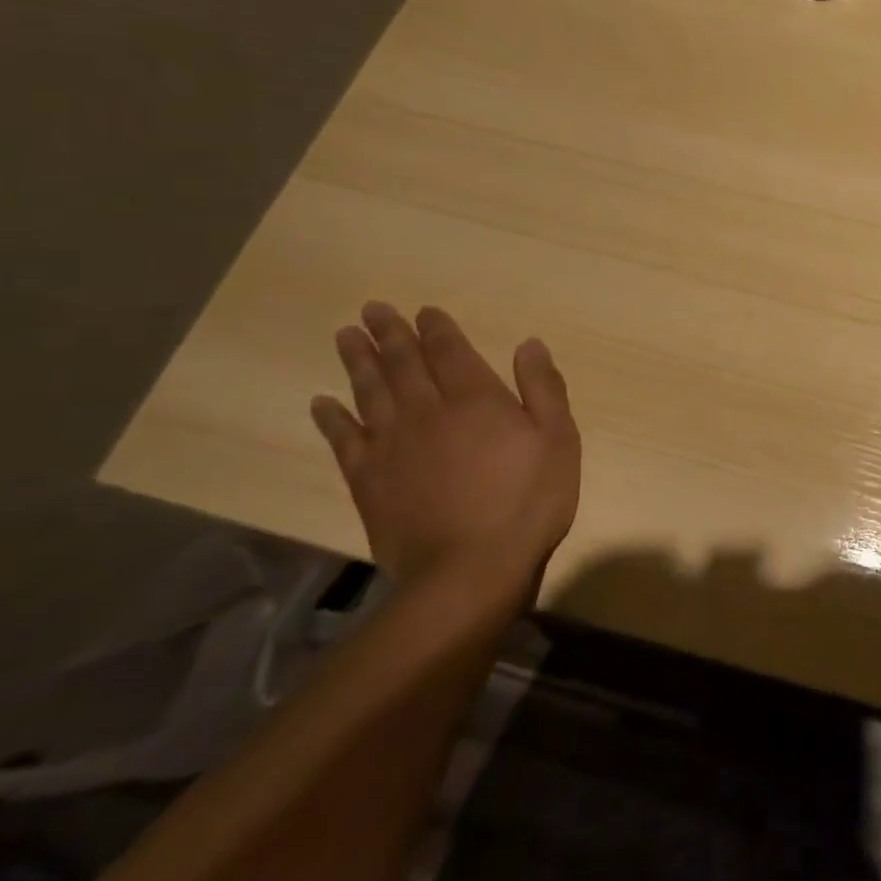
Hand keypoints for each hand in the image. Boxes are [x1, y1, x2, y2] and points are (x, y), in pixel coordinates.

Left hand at [310, 304, 580, 586]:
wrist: (470, 571)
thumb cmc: (527, 501)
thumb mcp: (559, 439)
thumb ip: (543, 388)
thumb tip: (528, 344)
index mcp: (475, 399)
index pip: (450, 351)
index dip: (436, 329)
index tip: (423, 311)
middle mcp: (428, 412)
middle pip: (403, 364)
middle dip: (389, 334)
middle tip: (371, 310)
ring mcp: (393, 447)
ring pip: (370, 393)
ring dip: (358, 363)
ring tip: (346, 338)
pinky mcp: (369, 482)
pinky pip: (344, 441)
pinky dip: (331, 419)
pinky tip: (321, 404)